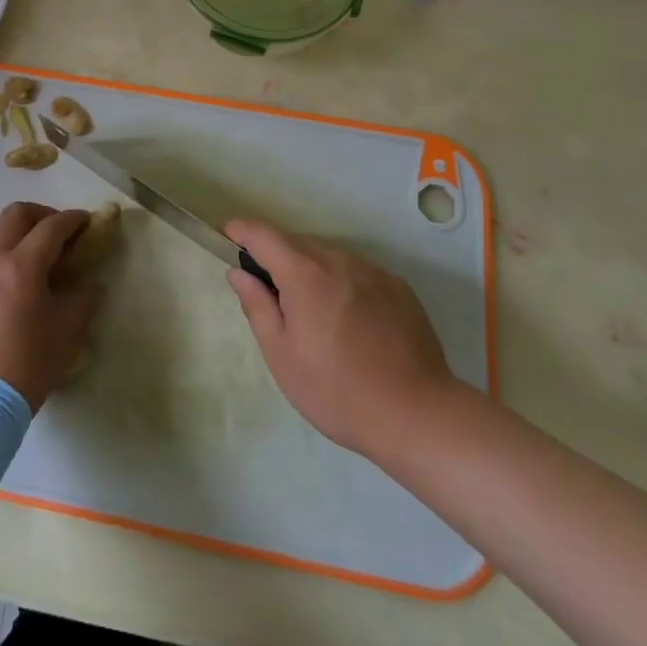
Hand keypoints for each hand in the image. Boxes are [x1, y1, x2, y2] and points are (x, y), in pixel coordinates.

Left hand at [0, 203, 103, 410]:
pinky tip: (11, 277)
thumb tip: (89, 284)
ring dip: (17, 229)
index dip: (73, 220)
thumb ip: (83, 299)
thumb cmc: (25, 365)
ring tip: (33, 251)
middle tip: (59, 232)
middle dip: (41, 215)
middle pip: (16, 215)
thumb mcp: (67, 333)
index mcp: (23, 264)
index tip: (87, 222)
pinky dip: (0, 250)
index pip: (52, 226)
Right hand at [225, 219, 460, 461]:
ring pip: (329, 256)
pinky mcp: (398, 287)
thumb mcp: (282, 356)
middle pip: (297, 243)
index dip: (243, 230)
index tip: (229, 235)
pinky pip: (358, 272)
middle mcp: (339, 260)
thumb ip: (257, 306)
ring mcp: (373, 271)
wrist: (417, 415)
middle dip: (277, 256)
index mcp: (305, 274)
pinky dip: (343, 282)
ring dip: (312, 270)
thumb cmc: (337, 391)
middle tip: (271, 292)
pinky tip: (351, 321)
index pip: (264, 235)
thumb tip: (239, 273)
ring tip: (314, 313)